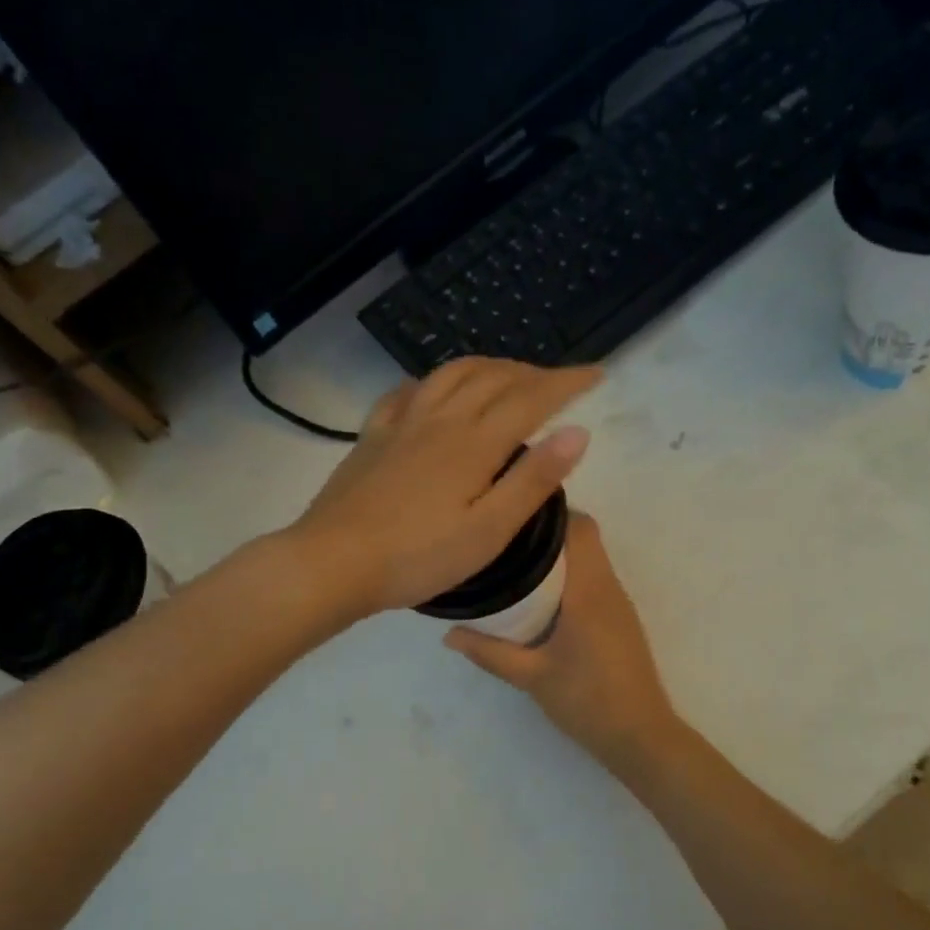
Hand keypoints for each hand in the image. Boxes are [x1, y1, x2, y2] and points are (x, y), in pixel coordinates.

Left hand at [292, 358, 599, 616]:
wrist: (334, 563)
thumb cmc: (418, 557)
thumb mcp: (489, 531)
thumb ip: (534, 480)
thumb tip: (578, 432)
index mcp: (474, 443)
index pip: (531, 398)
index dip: (566, 382)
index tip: (595, 374)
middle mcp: (440, 420)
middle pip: (493, 378)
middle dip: (532, 372)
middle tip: (557, 382)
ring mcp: (401, 424)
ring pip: (451, 375)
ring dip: (487, 366)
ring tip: (506, 375)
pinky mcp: (372, 437)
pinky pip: (405, 392)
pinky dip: (432, 381)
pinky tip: (433, 390)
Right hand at [444, 512, 681, 771]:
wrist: (640, 736)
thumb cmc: (587, 700)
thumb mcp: (531, 677)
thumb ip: (490, 652)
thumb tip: (448, 634)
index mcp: (589, 590)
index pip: (580, 528)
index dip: (550, 512)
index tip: (513, 515)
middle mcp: (608, 587)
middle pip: (585, 537)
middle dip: (548, 531)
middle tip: (504, 540)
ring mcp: (619, 604)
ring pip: (591, 558)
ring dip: (560, 554)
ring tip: (515, 563)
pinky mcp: (621, 620)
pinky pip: (595, 579)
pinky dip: (570, 575)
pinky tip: (541, 597)